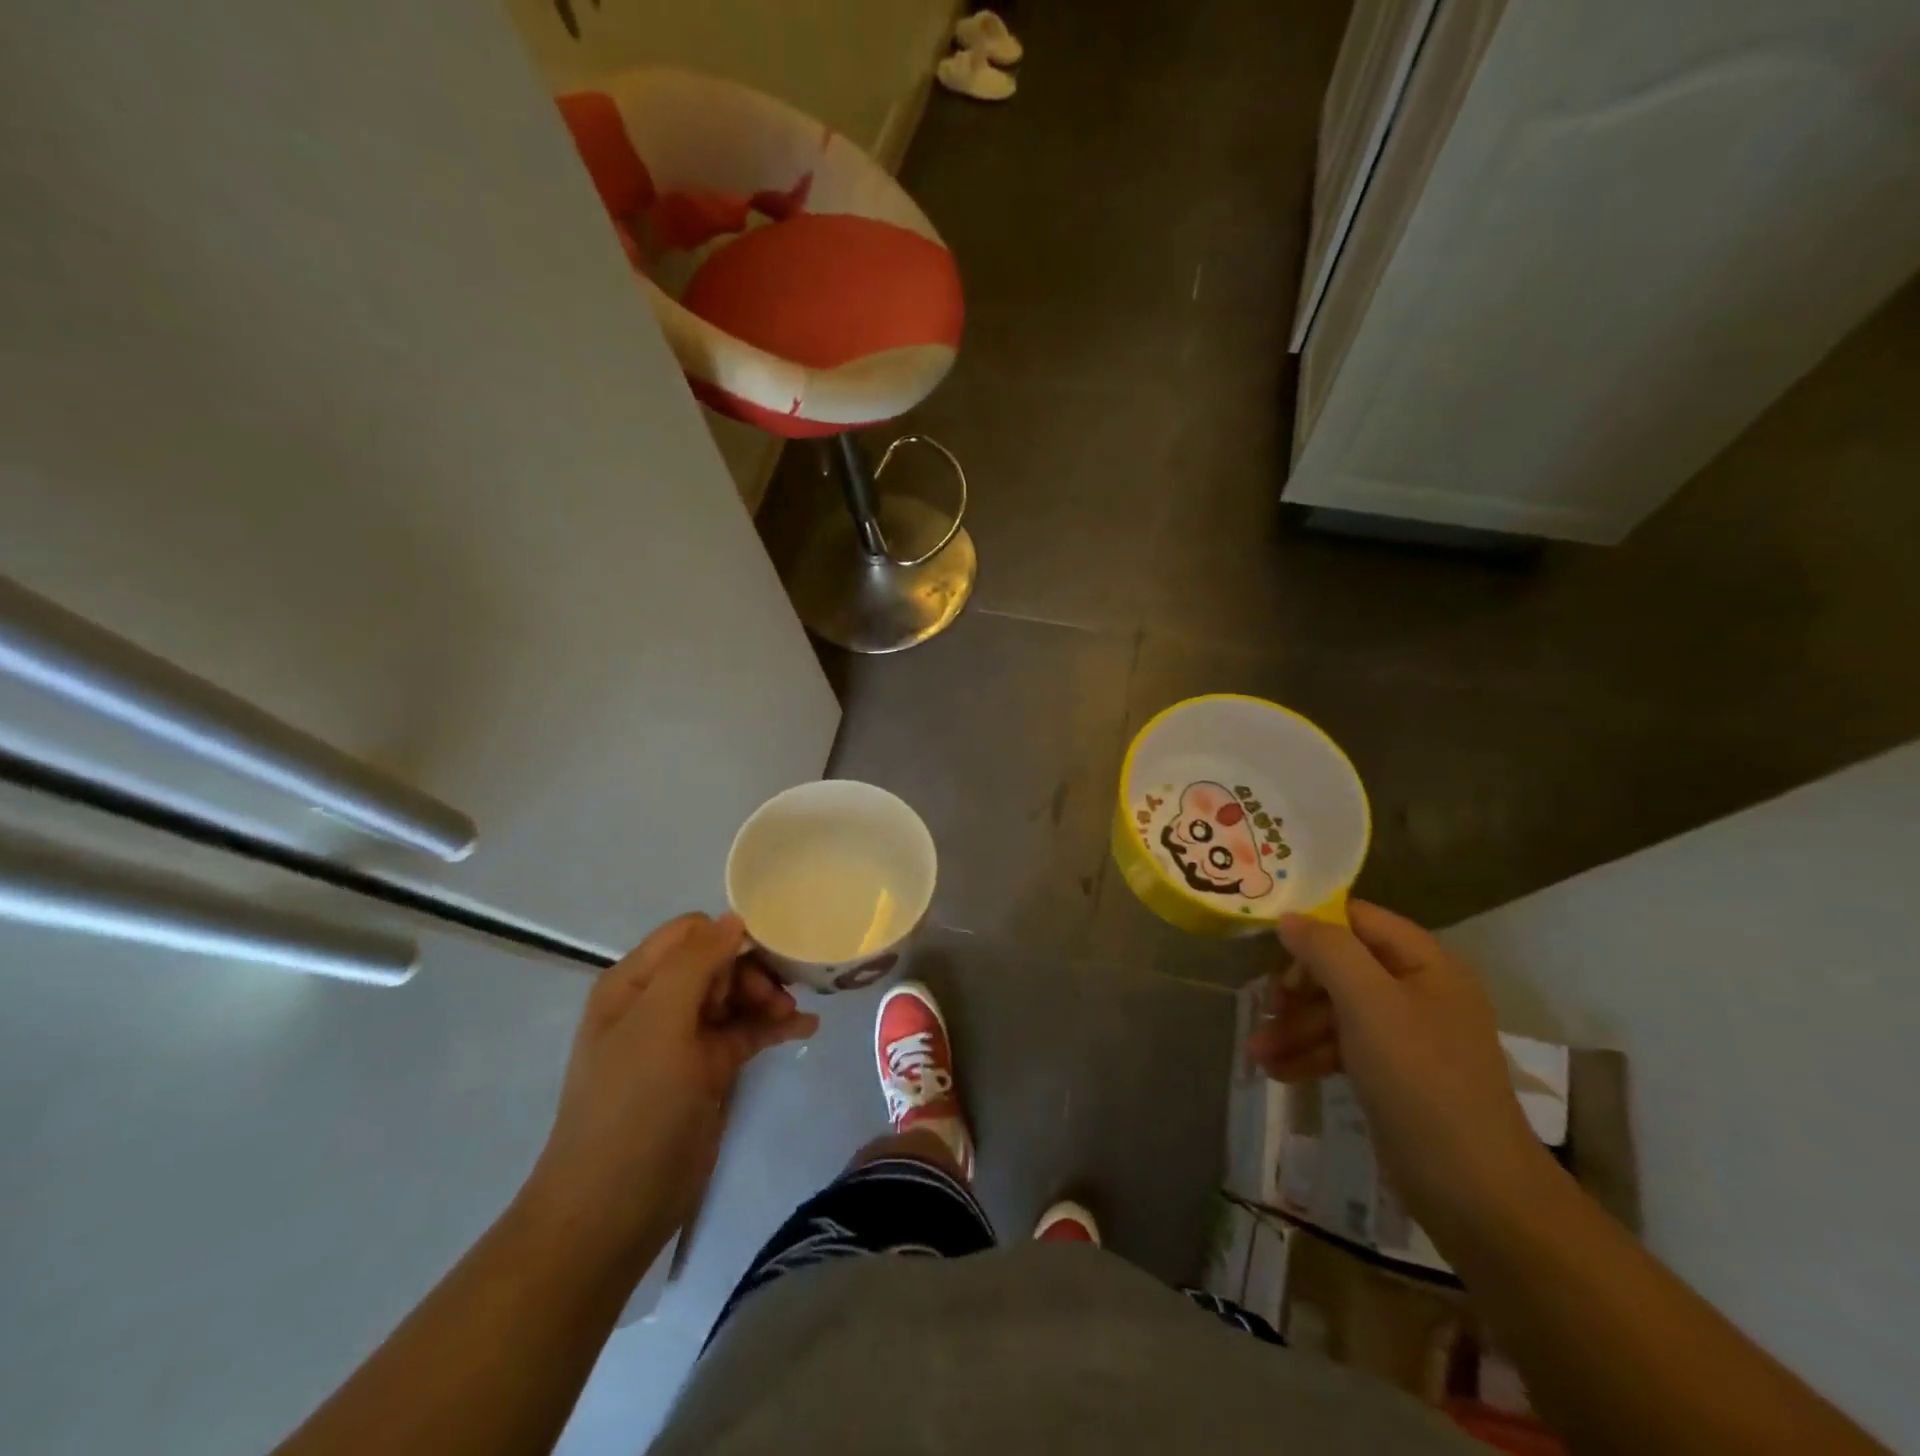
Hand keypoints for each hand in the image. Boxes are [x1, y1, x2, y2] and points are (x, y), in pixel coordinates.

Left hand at [523, 912, 817, 1272]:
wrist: (614, 1209)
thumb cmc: (633, 1106)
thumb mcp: (659, 1024)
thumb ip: (696, 964)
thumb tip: (734, 918)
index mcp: (635, 983)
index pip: (691, 933)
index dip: (728, 938)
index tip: (760, 960)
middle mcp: (659, 1002)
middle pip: (719, 962)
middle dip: (753, 971)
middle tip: (779, 997)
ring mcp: (684, 1038)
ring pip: (736, 995)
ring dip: (768, 998)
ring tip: (795, 1016)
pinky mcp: (708, 1069)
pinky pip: (746, 1032)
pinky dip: (774, 1026)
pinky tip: (806, 1028)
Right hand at [1247, 900, 1550, 1242]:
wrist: (1476, 1194)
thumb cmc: (1421, 1081)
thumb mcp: (1369, 1004)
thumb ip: (1327, 951)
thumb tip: (1289, 917)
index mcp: (1425, 964)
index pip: (1358, 920)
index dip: (1313, 925)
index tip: (1266, 943)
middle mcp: (1417, 991)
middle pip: (1340, 967)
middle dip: (1296, 988)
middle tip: (1264, 1006)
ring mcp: (1405, 1035)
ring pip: (1335, 1010)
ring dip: (1293, 1027)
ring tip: (1256, 1053)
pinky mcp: (1393, 1074)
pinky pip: (1341, 1046)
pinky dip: (1308, 1054)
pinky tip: (1276, 1071)